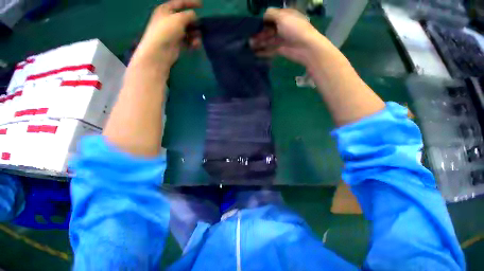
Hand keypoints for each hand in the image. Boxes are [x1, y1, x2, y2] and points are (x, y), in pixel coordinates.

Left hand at [132, 0, 200, 71]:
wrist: (160, 51)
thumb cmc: (167, 31)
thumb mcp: (179, 18)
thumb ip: (189, 15)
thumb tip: (194, 15)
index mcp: (166, 10)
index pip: (180, 3)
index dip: (191, 2)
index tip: (202, 5)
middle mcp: (170, 20)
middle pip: (185, 18)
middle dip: (194, 23)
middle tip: (200, 26)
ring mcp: (173, 32)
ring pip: (188, 31)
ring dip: (194, 35)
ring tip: (197, 39)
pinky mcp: (177, 43)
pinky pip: (188, 41)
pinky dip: (192, 42)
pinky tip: (195, 45)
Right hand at [251, 8, 329, 66]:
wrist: (305, 47)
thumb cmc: (294, 29)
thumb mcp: (283, 17)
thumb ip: (271, 14)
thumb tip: (263, 15)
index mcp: (285, 16)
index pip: (271, 17)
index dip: (262, 21)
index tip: (253, 25)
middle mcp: (283, 27)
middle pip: (269, 29)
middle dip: (259, 33)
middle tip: (249, 38)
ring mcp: (282, 39)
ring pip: (268, 40)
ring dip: (259, 43)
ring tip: (250, 46)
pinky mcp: (281, 50)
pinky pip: (270, 50)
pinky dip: (263, 52)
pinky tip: (256, 53)